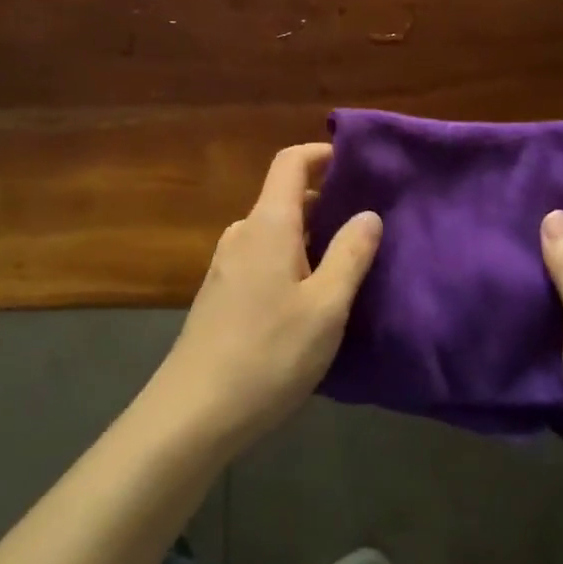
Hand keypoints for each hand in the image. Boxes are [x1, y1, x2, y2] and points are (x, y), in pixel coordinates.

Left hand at [153, 144, 381, 451]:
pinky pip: (263, 257)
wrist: (194, 410)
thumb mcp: (326, 307)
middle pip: (285, 197)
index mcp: (268, 224)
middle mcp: (243, 233)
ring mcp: (227, 263)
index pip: (290, 163)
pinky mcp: (222, 292)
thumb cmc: (269, 353)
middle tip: (366, 223)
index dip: (321, 153)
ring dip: (310, 235)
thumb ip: (350, 255)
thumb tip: (368, 214)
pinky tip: (311, 296)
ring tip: (347, 262)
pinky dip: (291, 259)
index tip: (356, 163)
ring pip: (275, 231)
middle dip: (325, 201)